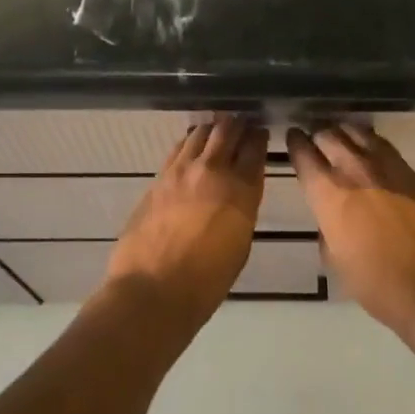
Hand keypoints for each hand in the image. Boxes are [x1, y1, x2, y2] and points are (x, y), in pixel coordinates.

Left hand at [104, 116, 266, 328]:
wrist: (152, 290)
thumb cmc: (207, 281)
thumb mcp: (240, 243)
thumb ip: (242, 208)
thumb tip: (238, 191)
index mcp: (241, 190)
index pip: (255, 148)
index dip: (260, 137)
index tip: (261, 133)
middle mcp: (213, 170)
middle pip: (228, 130)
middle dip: (238, 124)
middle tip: (242, 124)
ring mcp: (182, 170)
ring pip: (201, 132)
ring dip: (213, 128)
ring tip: (217, 131)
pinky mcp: (159, 177)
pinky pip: (179, 148)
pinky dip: (190, 142)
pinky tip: (192, 147)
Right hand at [288, 123, 414, 348]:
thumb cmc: (377, 283)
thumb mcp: (335, 261)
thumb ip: (327, 230)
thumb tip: (331, 219)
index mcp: (328, 194)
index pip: (303, 154)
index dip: (295, 143)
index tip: (293, 137)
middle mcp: (352, 170)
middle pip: (328, 135)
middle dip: (318, 134)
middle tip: (315, 139)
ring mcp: (384, 165)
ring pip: (356, 132)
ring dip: (343, 133)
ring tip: (340, 137)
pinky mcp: (408, 170)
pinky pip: (382, 143)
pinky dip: (369, 140)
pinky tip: (368, 147)